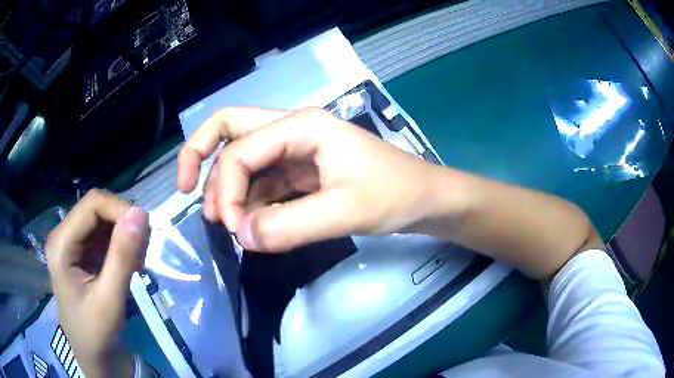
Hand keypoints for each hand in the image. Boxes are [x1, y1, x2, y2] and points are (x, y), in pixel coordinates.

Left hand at [46, 190, 149, 377]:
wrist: (94, 356)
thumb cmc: (97, 333)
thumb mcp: (110, 299)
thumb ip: (122, 257)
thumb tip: (142, 213)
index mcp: (61, 244)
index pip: (92, 204)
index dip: (120, 210)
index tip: (146, 233)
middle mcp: (64, 236)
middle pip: (97, 209)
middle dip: (124, 225)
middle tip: (144, 254)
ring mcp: (72, 243)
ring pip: (103, 220)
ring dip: (125, 236)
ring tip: (139, 264)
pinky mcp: (82, 252)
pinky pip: (104, 235)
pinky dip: (122, 245)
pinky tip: (131, 265)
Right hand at [178, 107, 441, 251]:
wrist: (424, 199)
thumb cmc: (394, 195)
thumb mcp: (345, 211)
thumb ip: (289, 226)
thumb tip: (241, 236)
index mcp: (301, 126)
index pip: (240, 150)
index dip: (227, 190)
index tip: (234, 229)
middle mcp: (292, 130)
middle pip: (229, 129)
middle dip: (200, 156)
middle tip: (187, 193)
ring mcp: (295, 150)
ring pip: (242, 158)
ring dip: (227, 186)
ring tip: (225, 222)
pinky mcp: (301, 172)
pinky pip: (263, 181)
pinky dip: (249, 200)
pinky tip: (250, 222)